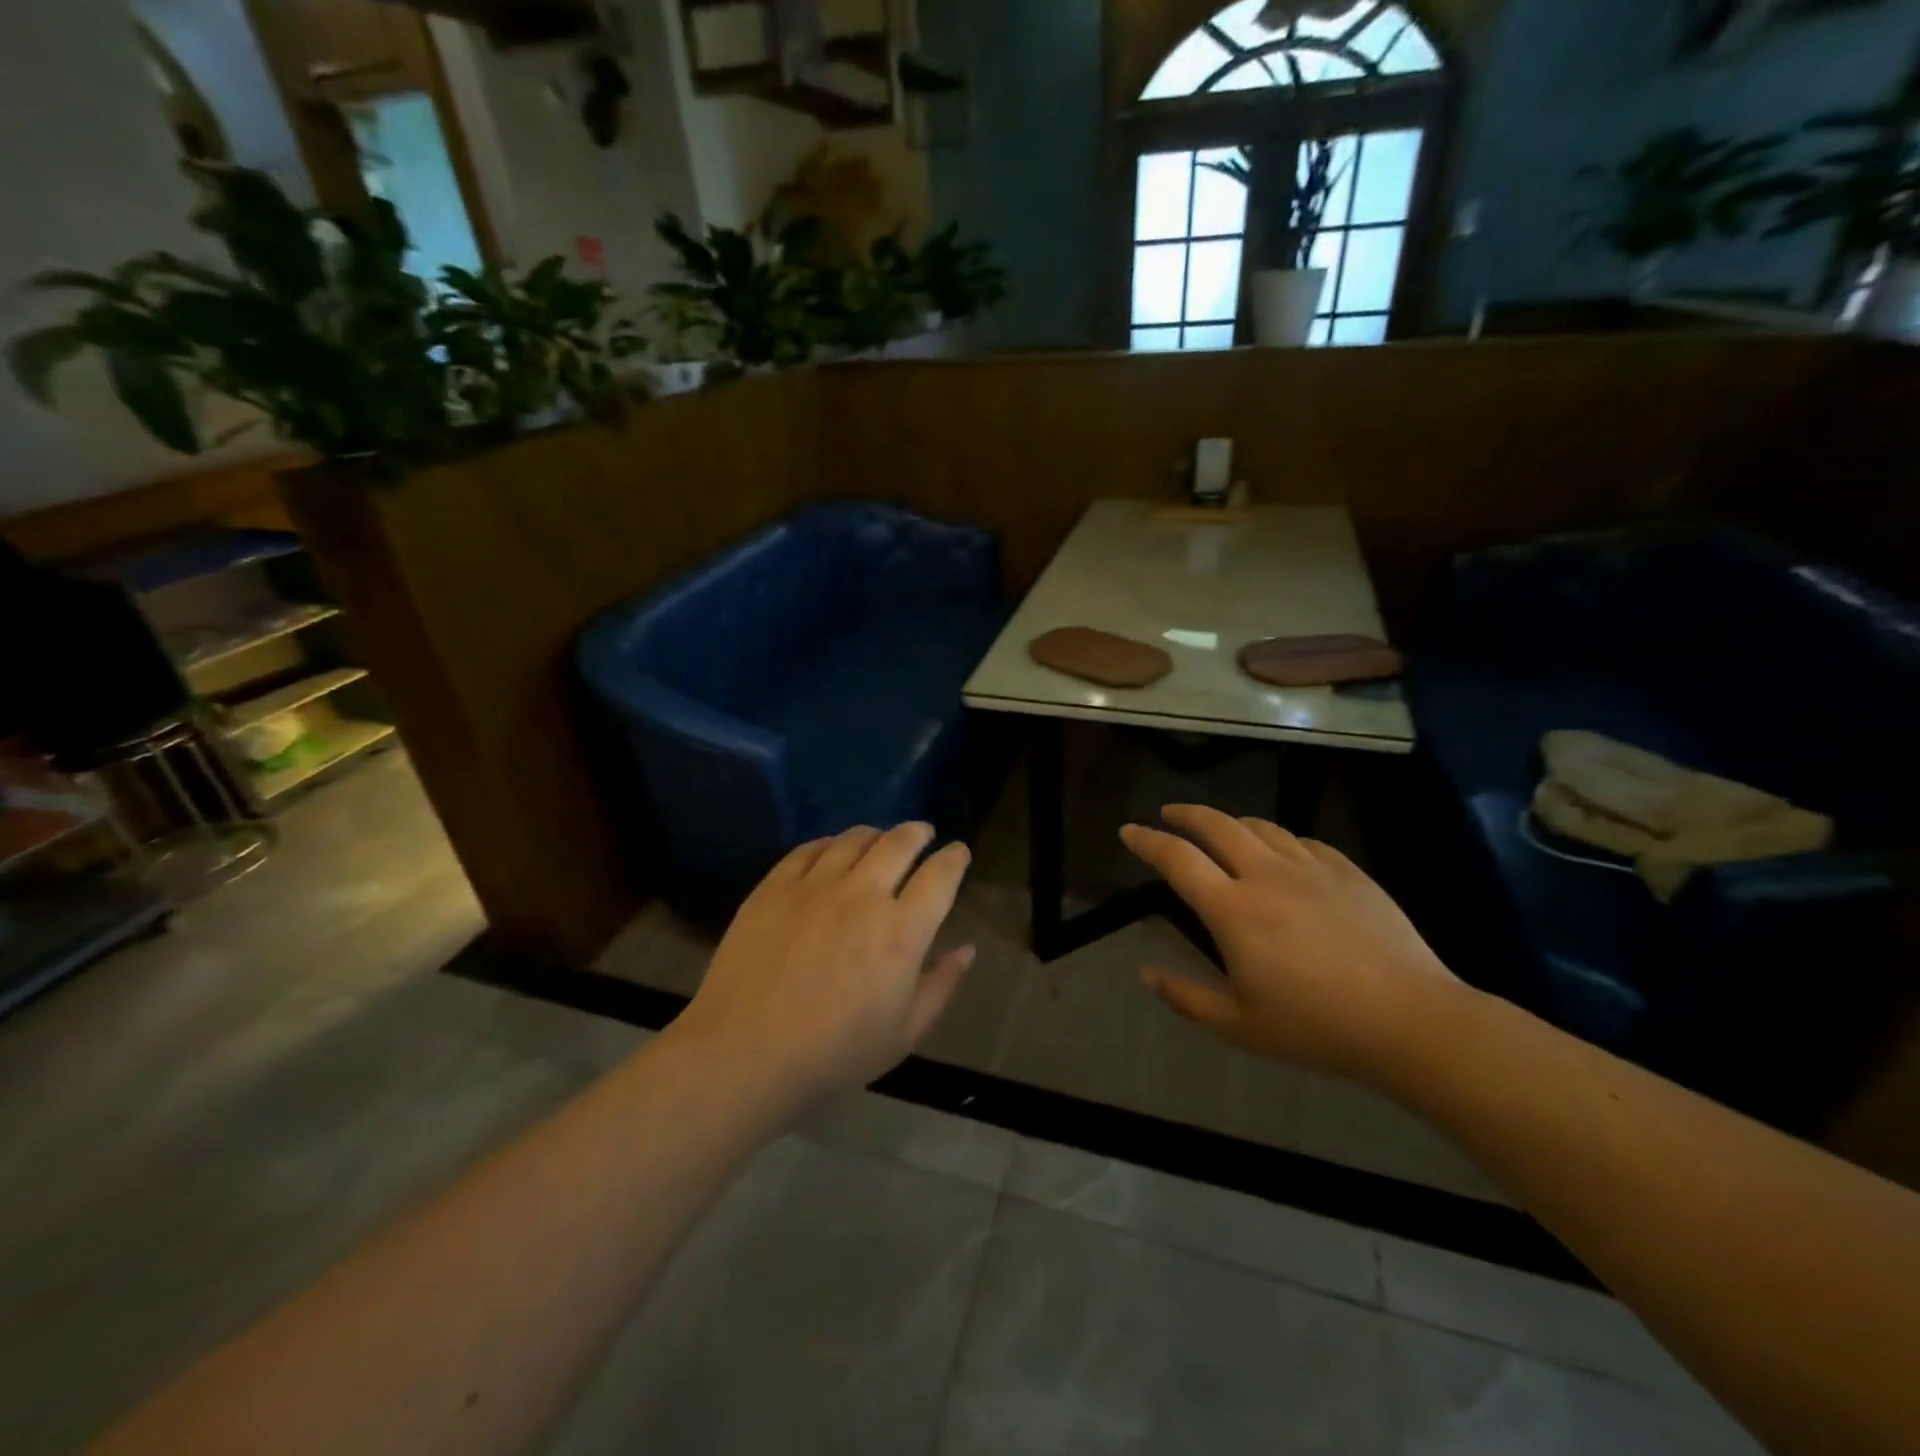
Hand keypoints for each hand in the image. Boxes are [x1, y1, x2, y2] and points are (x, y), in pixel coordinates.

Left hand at [674, 823, 975, 1106]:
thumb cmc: (833, 1054)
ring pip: (854, 838)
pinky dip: (830, 843)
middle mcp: (863, 895)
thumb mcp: (903, 1034)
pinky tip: (832, 851)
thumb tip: (967, 949)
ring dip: (876, 834)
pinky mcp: (774, 886)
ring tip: (879, 840)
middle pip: (900, 842)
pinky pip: (810, 849)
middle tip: (923, 833)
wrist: (743, 1054)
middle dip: (918, 833)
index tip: (958, 852)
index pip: (940, 875)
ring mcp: (815, 885)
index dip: (955, 858)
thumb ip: (940, 985)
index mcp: (902, 931)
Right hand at [1121, 805, 1461, 1081]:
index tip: (1128, 830)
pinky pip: (1304, 841)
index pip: (1177, 859)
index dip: (1147, 840)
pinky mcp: (1349, 872)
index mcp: (1232, 910)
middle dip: (1186, 814)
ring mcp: (1311, 869)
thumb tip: (1146, 973)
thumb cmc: (1317, 1028)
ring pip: (1261, 827)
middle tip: (1169, 814)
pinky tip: (1282, 852)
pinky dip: (1280, 839)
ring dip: (1231, 822)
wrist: (1411, 1021)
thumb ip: (1186, 998)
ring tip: (1221, 830)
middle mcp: (1266, 875)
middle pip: (1217, 825)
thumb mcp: (1240, 1026)